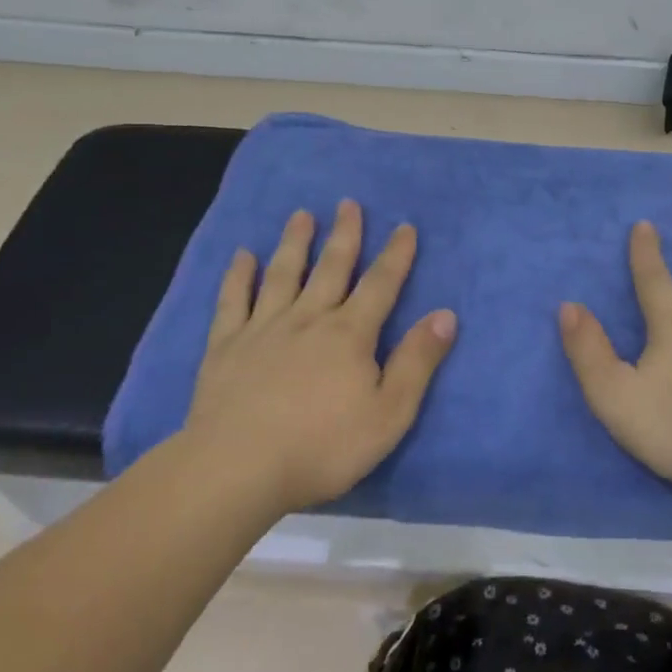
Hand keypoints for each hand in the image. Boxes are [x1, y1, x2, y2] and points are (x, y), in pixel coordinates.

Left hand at [186, 200, 456, 515]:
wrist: (237, 469)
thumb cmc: (322, 447)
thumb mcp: (389, 413)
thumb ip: (417, 362)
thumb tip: (446, 315)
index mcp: (350, 334)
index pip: (380, 284)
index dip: (396, 255)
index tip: (405, 226)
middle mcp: (308, 318)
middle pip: (331, 267)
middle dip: (344, 234)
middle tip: (348, 203)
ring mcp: (263, 328)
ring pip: (283, 274)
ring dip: (294, 243)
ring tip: (301, 215)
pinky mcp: (226, 346)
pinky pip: (233, 301)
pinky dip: (238, 276)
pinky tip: (241, 256)